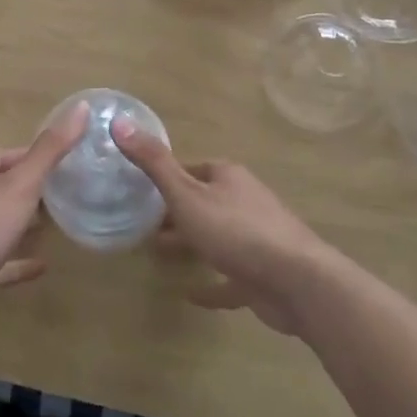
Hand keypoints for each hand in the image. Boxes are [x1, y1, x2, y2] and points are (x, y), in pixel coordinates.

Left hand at [0, 101, 89, 329]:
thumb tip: (81, 106)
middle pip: (1, 189)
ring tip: (59, 222)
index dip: (30, 154)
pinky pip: (2, 263)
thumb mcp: (21, 185)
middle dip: (30, 188)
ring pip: (1, 225)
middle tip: (66, 189)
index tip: (61, 157)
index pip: (2, 157)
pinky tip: (44, 265)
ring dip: (25, 224)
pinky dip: (22, 261)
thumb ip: (50, 150)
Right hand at [114, 121, 332, 334]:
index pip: (190, 169)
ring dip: (190, 242)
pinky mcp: (262, 273)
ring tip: (158, 253)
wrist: (297, 282)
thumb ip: (153, 163)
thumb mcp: (186, 194)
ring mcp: (256, 238)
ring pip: (216, 235)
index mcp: (227, 177)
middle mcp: (244, 200)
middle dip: (174, 211)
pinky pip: (230, 276)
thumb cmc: (236, 231)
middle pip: (202, 201)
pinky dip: (211, 283)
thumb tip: (119, 122)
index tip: (137, 191)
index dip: (165, 178)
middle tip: (142, 224)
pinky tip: (190, 295)